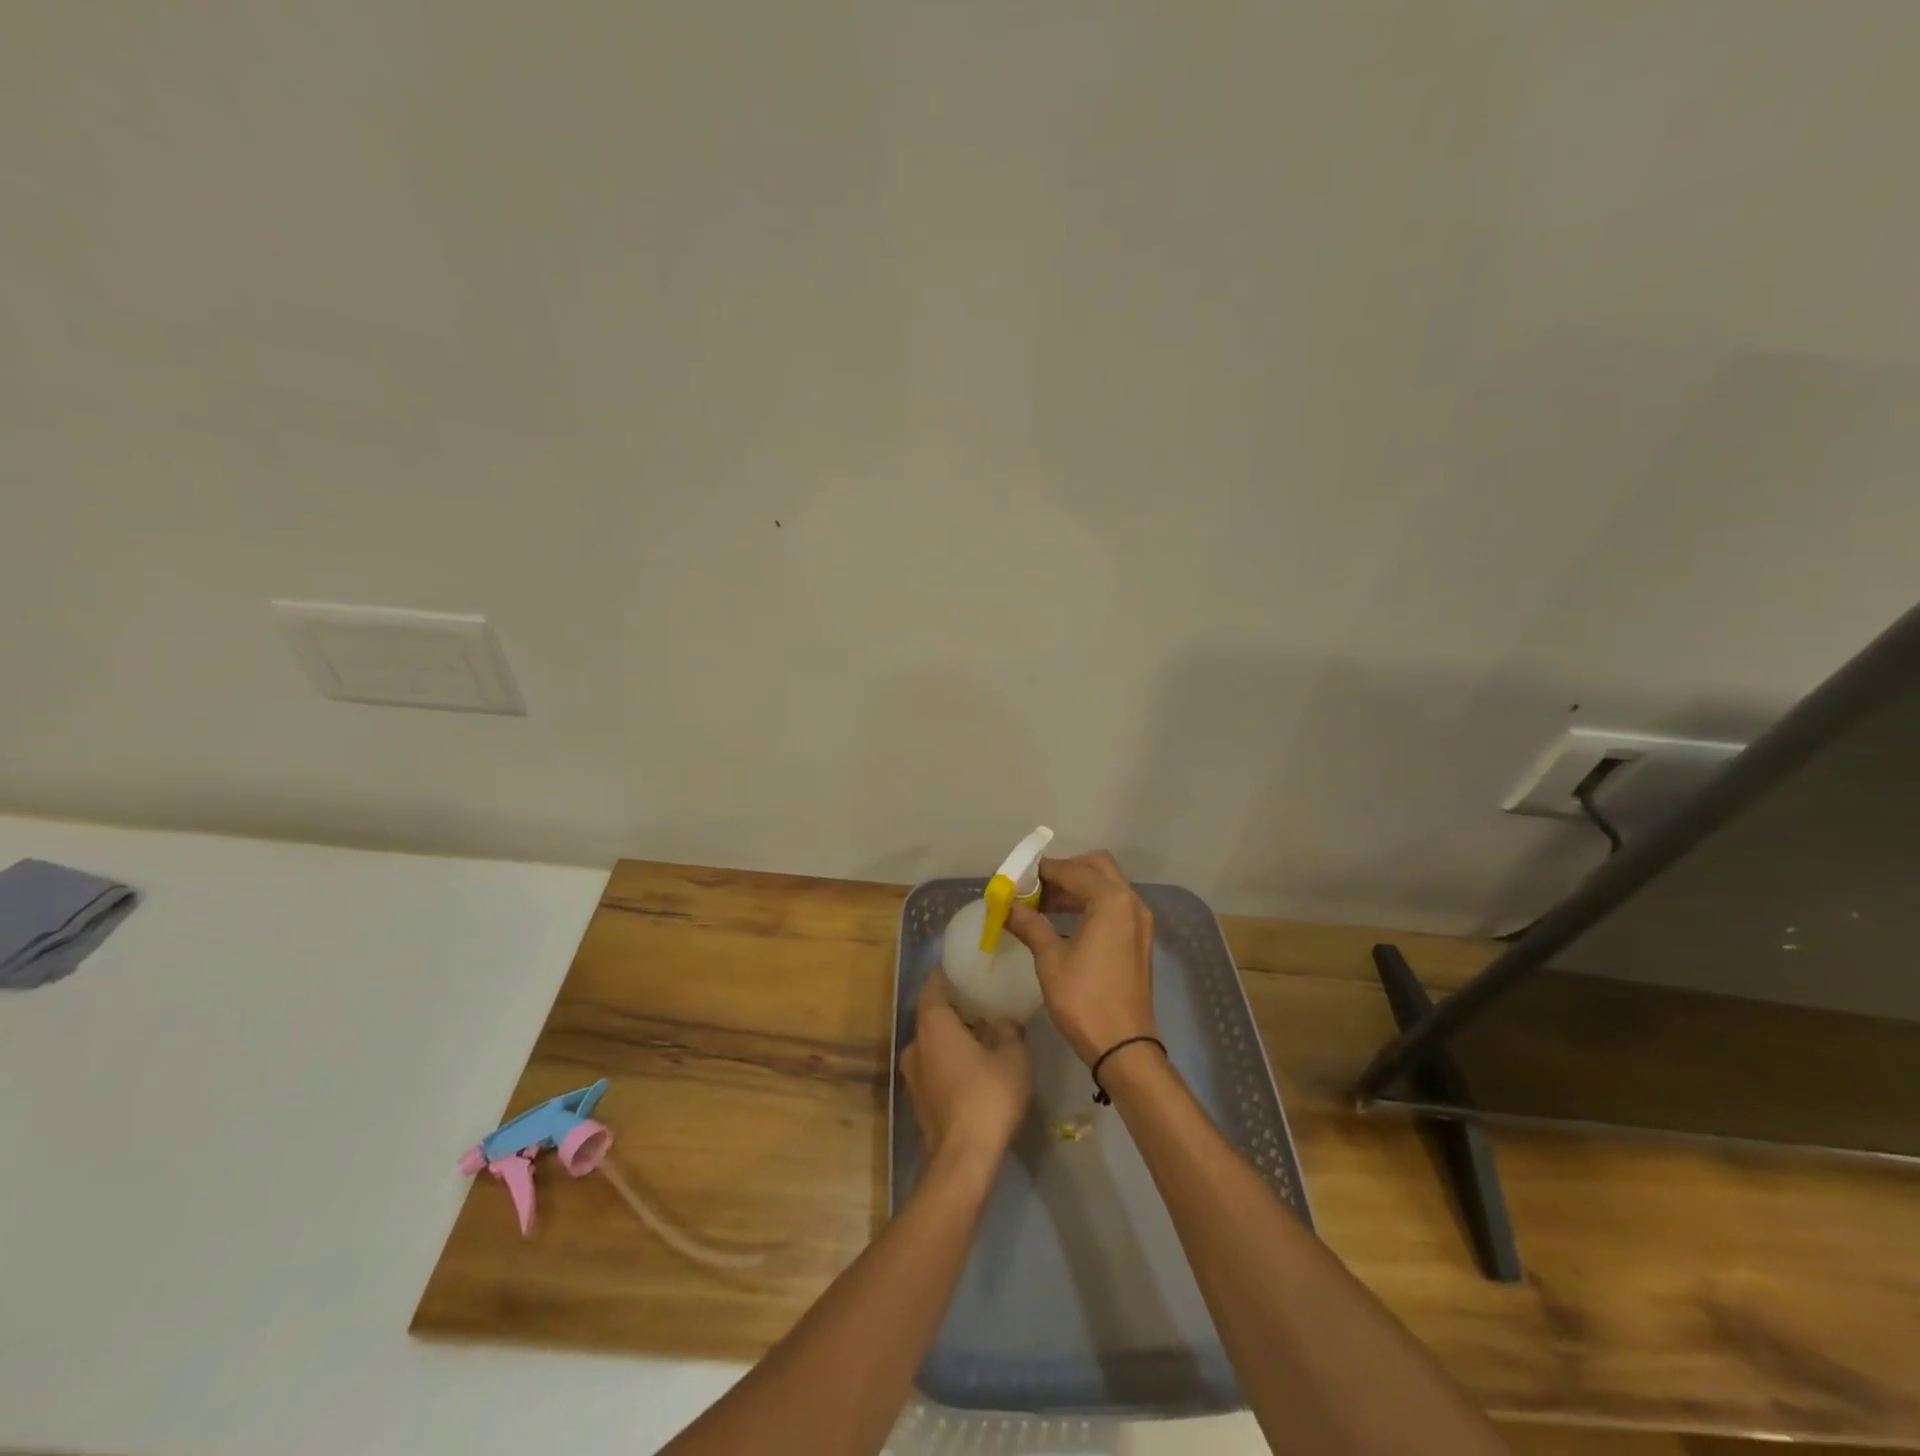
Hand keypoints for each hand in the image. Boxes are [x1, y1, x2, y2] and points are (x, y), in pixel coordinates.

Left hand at [901, 969, 1031, 1174]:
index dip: (946, 974)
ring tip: (981, 1033)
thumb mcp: (1012, 1057)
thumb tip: (1003, 1021)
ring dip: (951, 1035)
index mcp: (933, 1024)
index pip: (933, 986)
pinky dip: (948, 1058)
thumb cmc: (987, 1096)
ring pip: (931, 1042)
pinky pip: (933, 1064)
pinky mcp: (918, 1098)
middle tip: (980, 1000)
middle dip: (953, 1006)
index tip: (963, 968)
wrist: (963, 1159)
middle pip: (931, 1014)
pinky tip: (972, 1065)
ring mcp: (912, 1074)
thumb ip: (1008, 1030)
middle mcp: (916, 1043)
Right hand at [1005, 850, 1157, 1066]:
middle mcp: (1131, 902)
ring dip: (1077, 887)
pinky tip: (1064, 921)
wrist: (1124, 1046)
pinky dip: (1090, 903)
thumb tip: (1006, 907)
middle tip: (1035, 887)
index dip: (1042, 872)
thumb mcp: (1050, 959)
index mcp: (1111, 900)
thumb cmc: (1084, 999)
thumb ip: (1030, 925)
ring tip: (1043, 904)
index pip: (1073, 870)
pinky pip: (1114, 906)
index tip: (1017, 879)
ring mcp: (1139, 921)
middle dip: (1065, 871)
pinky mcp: (1139, 938)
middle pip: (1097, 867)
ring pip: (1107, 886)